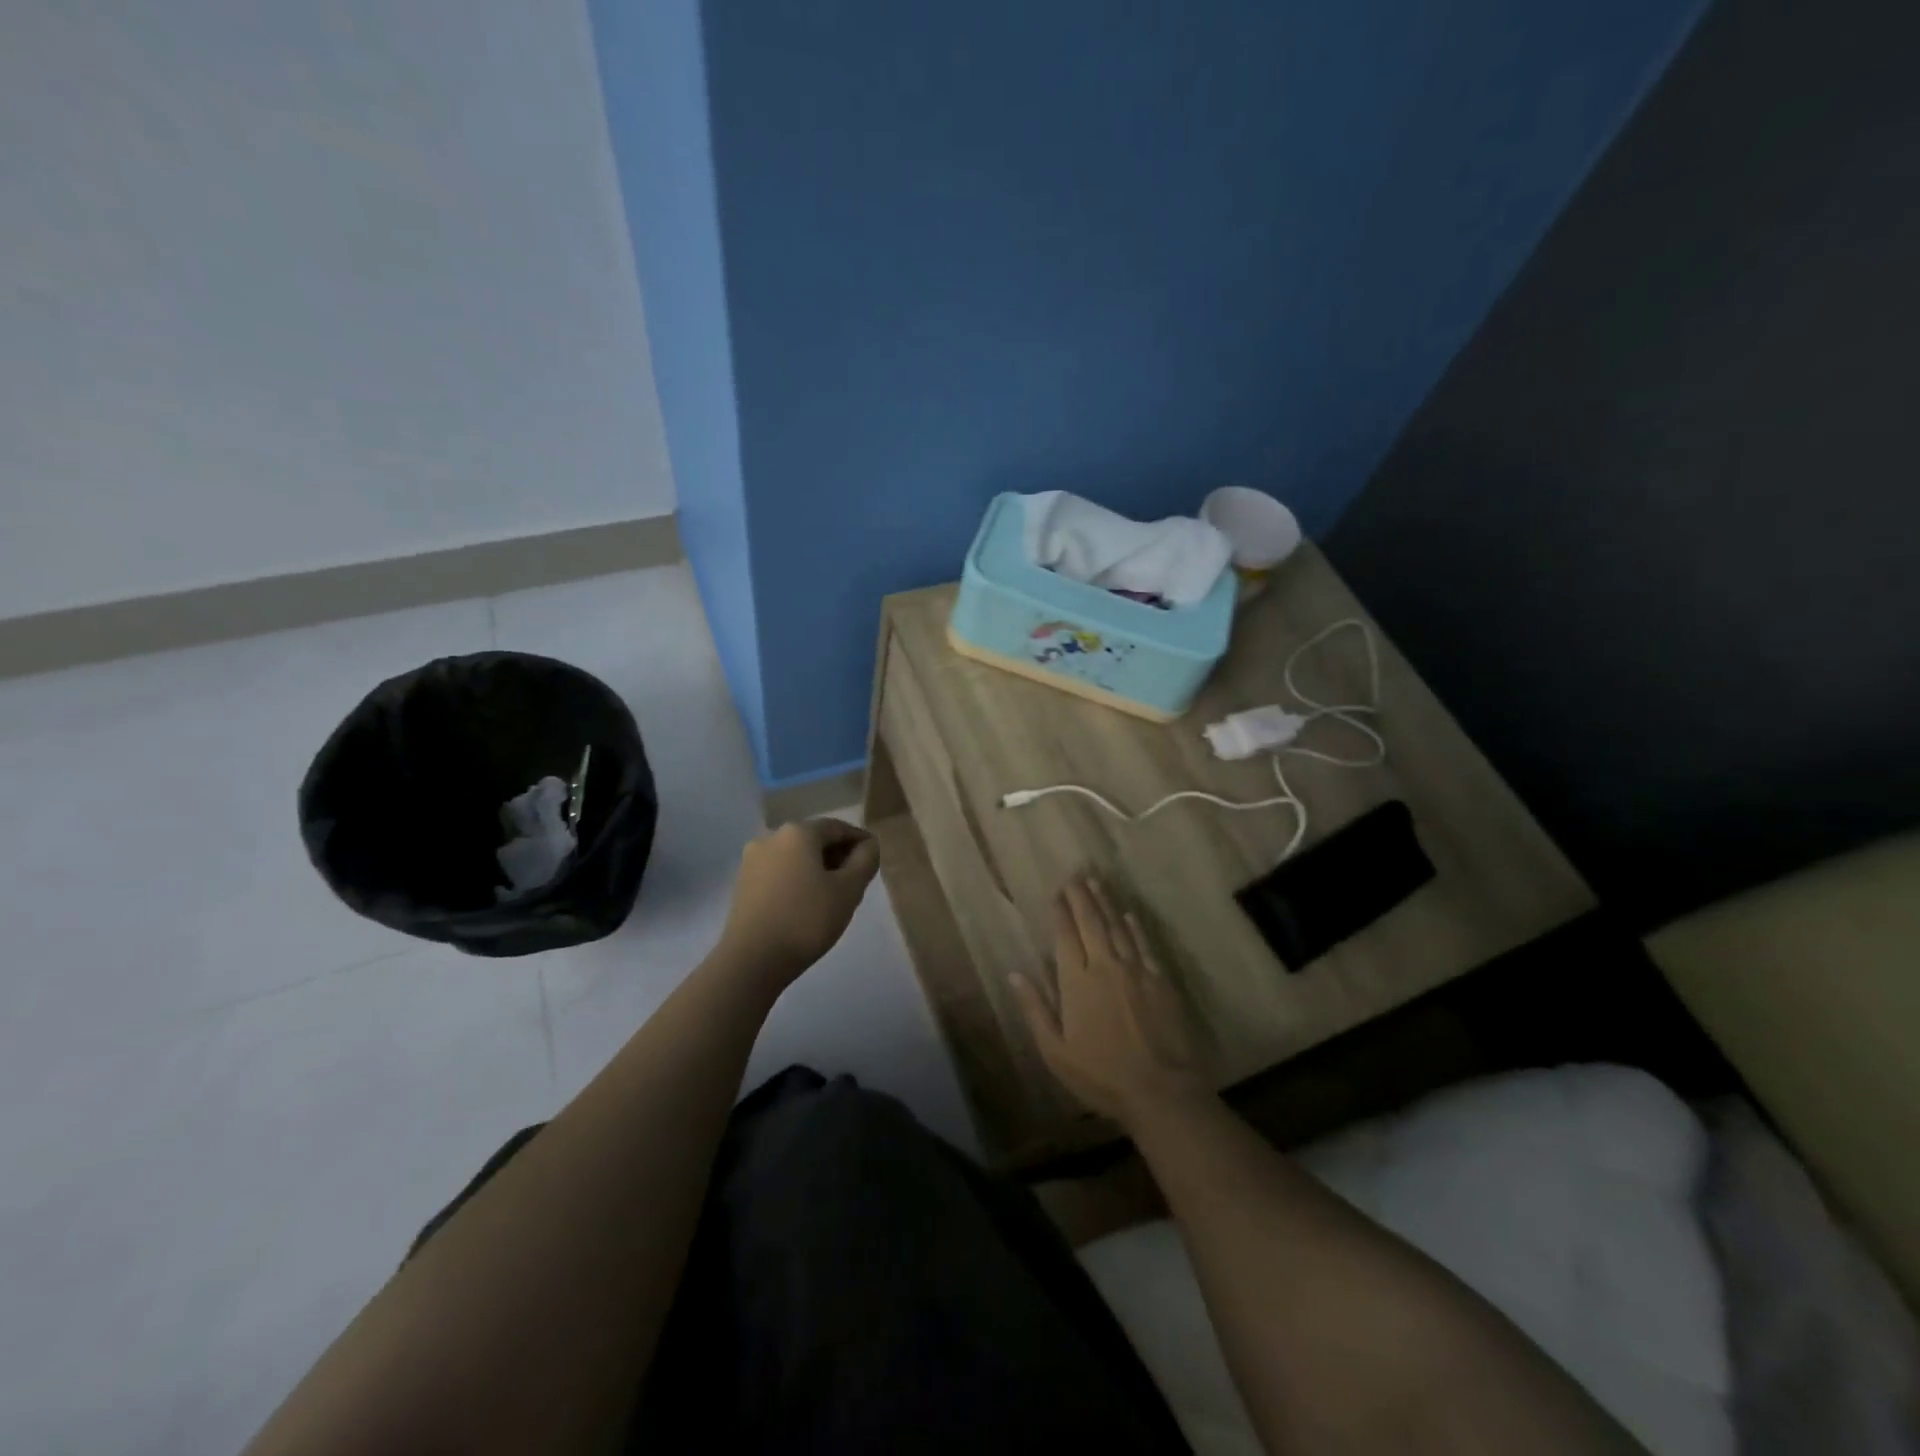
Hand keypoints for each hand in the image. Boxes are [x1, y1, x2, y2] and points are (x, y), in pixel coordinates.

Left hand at [716, 818, 879, 988]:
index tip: (874, 859)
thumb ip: (865, 861)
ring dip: (817, 868)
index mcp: (798, 832)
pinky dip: (797, 879)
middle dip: (838, 855)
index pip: (838, 827)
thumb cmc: (806, 919)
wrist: (752, 960)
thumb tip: (868, 845)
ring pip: (795, 856)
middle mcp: (771, 837)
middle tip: (856, 880)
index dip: (860, 841)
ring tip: (833, 895)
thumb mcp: (849, 890)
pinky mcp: (743, 883)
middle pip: (814, 839)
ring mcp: (752, 860)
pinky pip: (779, 872)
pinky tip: (806, 903)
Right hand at [1011, 877, 1208, 1130]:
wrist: (1161, 1090)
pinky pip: (1145, 945)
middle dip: (1082, 898)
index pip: (1065, 936)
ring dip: (1106, 904)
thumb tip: (1014, 975)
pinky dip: (1135, 928)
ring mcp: (1136, 971)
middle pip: (1091, 923)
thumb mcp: (1056, 1052)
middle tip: (1076, 876)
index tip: (1056, 892)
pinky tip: (1129, 916)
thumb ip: (1035, 1009)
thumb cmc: (1101, 1075)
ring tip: (1097, 884)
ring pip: (1118, 928)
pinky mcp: (1161, 981)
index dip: (1060, 912)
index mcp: (1077, 982)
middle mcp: (1105, 966)